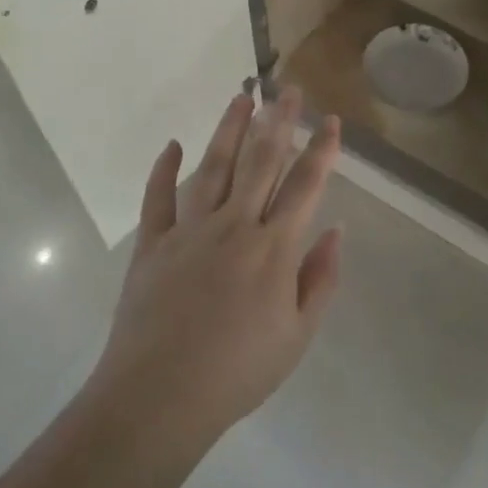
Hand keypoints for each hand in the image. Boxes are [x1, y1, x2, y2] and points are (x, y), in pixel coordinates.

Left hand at [90, 87, 343, 445]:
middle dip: (279, 122)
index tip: (331, 121)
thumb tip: (335, 230)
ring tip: (242, 98)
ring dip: (229, 130)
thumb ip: (320, 279)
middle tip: (289, 90)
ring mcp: (189, 230)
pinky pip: (157, 198)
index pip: (304, 186)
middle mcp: (233, 226)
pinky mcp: (152, 243)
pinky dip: (163, 170)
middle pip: (261, 162)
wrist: (160, 397)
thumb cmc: (238, 373)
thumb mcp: (297, 337)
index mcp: (273, 248)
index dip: (321, 150)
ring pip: (213, 168)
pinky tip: (172, 145)